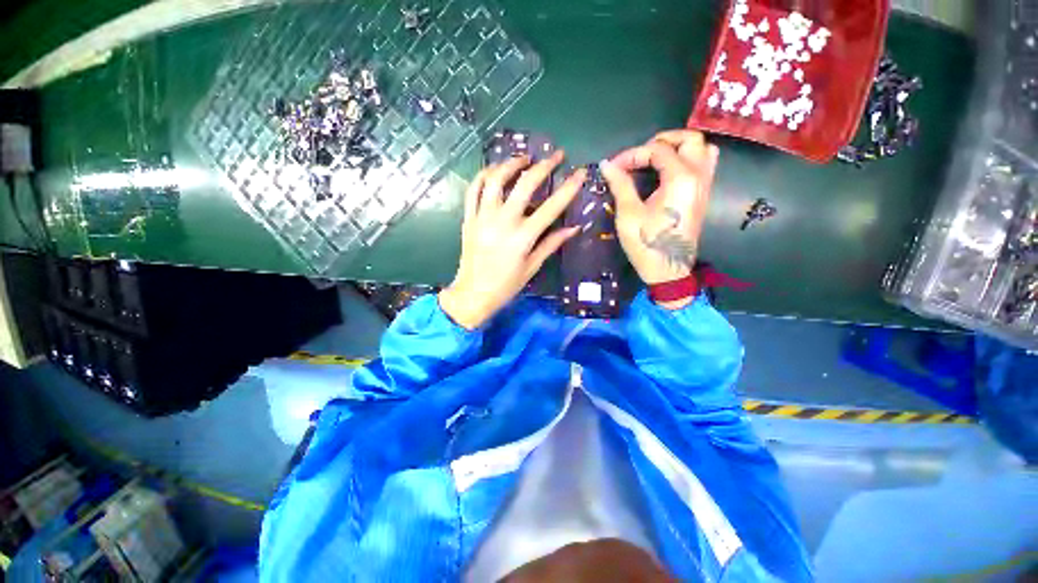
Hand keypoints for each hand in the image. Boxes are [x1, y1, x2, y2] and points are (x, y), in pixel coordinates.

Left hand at [439, 153, 584, 328]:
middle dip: (543, 165)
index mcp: (522, 237)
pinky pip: (473, 189)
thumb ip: (551, 244)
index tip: (580, 173)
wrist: (473, 294)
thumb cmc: (506, 285)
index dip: (569, 188)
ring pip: (495, 179)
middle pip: (524, 184)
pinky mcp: (469, 218)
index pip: (551, 207)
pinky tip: (494, 171)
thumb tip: (574, 228)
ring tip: (524, 158)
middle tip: (555, 155)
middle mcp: (503, 222)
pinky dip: (483, 175)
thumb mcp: (532, 267)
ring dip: (511, 164)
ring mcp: (482, 218)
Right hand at [600, 130, 718, 306]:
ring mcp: (705, 186)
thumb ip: (621, 185)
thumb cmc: (647, 243)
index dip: (632, 154)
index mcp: (680, 179)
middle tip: (640, 154)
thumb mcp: (628, 214)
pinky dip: (688, 159)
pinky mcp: (703, 196)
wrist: (668, 270)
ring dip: (680, 147)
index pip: (657, 150)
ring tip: (657, 158)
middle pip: (690, 139)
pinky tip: (668, 173)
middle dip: (663, 140)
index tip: (614, 167)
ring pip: (703, 150)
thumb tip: (607, 164)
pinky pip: (705, 165)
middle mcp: (699, 176)